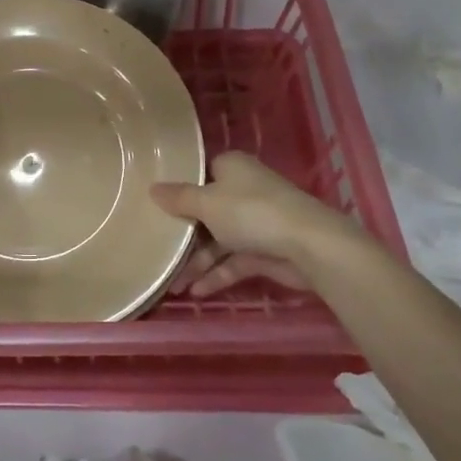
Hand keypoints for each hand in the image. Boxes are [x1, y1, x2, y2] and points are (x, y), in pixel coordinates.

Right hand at [151, 152, 348, 297]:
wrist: (308, 246)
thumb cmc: (251, 212)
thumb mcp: (207, 203)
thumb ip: (179, 198)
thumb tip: (152, 188)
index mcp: (232, 168)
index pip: (201, 174)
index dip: (181, 189)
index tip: (156, 206)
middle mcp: (243, 191)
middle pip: (207, 210)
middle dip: (184, 233)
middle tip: (156, 248)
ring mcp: (255, 222)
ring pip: (218, 240)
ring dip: (197, 262)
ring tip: (172, 285)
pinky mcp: (264, 251)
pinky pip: (233, 262)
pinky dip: (216, 275)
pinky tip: (196, 292)